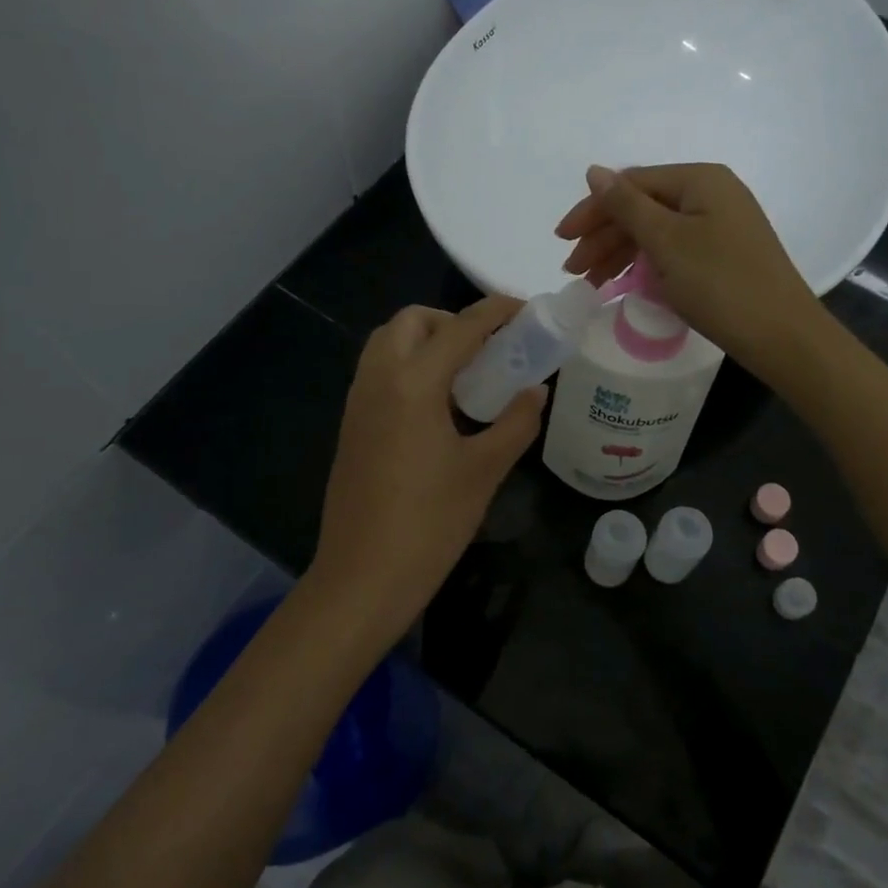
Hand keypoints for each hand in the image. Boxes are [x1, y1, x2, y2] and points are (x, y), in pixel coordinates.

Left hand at [309, 297, 545, 642]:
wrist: (362, 578)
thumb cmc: (430, 523)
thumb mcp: (485, 471)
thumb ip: (516, 422)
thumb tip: (536, 391)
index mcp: (413, 383)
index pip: (460, 328)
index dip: (496, 311)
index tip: (525, 309)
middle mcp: (378, 379)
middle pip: (412, 321)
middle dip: (452, 321)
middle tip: (488, 350)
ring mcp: (358, 402)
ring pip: (389, 343)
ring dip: (427, 341)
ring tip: (466, 376)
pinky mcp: (351, 425)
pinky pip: (379, 372)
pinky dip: (408, 366)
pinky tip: (438, 406)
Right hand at [555, 162, 821, 373]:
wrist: (781, 335)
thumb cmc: (719, 283)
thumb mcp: (666, 241)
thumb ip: (626, 205)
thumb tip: (593, 171)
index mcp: (699, 179)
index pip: (631, 184)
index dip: (593, 210)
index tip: (562, 240)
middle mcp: (712, 193)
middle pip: (643, 207)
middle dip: (604, 237)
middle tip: (574, 270)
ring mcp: (720, 224)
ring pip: (656, 231)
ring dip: (620, 253)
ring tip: (592, 283)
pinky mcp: (724, 254)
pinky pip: (674, 249)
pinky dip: (646, 264)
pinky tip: (626, 283)